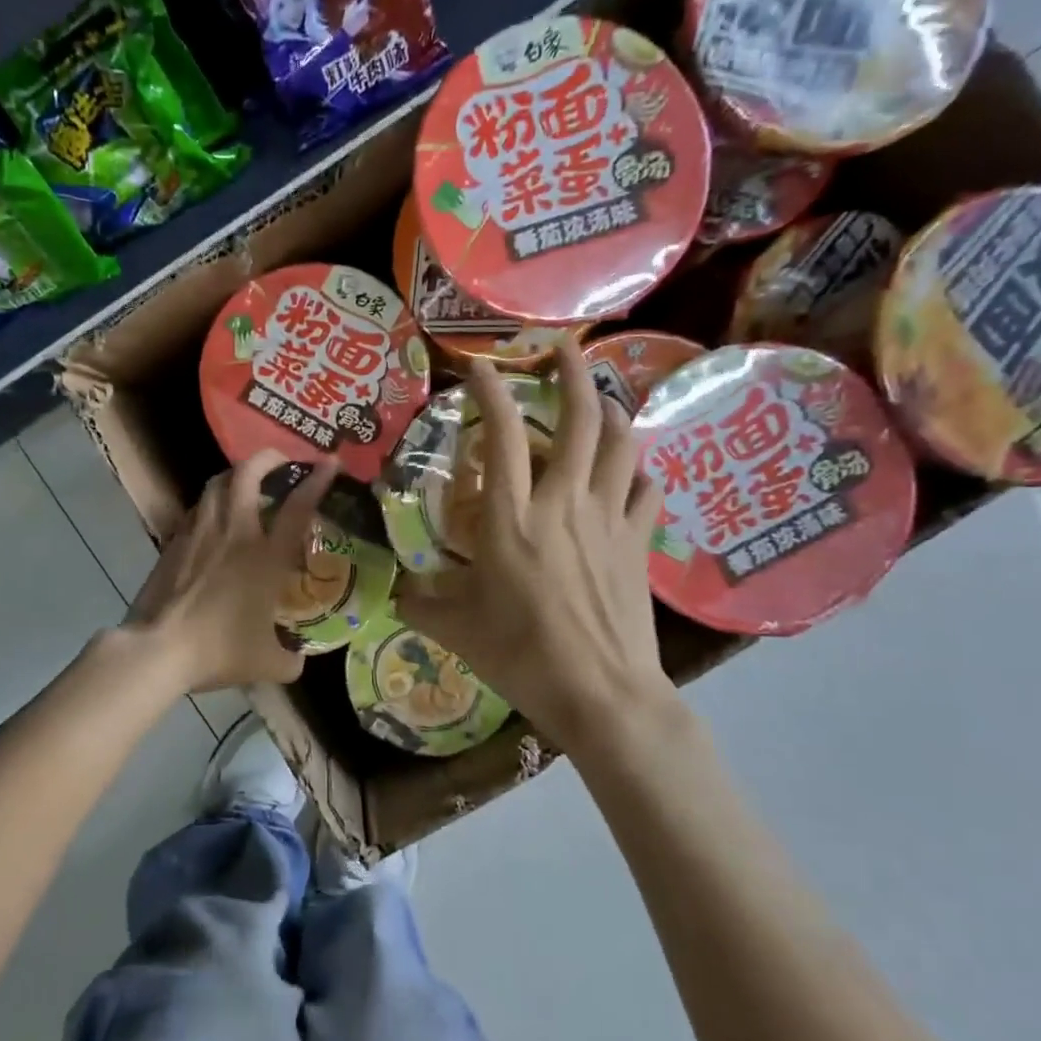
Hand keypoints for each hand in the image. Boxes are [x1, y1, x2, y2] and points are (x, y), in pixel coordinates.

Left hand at [124, 450, 337, 694]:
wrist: (159, 649)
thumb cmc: (219, 650)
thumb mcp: (268, 664)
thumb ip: (291, 658)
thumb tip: (297, 659)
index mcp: (266, 556)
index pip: (298, 506)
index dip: (317, 479)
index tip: (330, 462)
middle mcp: (234, 532)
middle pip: (247, 473)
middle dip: (267, 457)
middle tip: (281, 461)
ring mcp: (200, 532)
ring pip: (216, 483)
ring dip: (235, 475)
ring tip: (245, 482)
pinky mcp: (174, 541)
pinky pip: (197, 508)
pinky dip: (211, 502)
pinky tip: (214, 517)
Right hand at [396, 337, 677, 752]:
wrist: (601, 693)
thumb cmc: (521, 656)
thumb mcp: (455, 629)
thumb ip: (419, 601)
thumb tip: (395, 589)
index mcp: (511, 519)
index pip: (500, 435)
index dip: (490, 390)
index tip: (480, 363)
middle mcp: (564, 503)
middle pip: (580, 419)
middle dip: (573, 372)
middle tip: (564, 347)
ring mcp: (608, 519)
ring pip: (622, 442)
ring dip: (612, 410)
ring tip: (599, 400)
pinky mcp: (638, 542)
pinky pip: (645, 488)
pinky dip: (636, 469)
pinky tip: (627, 469)